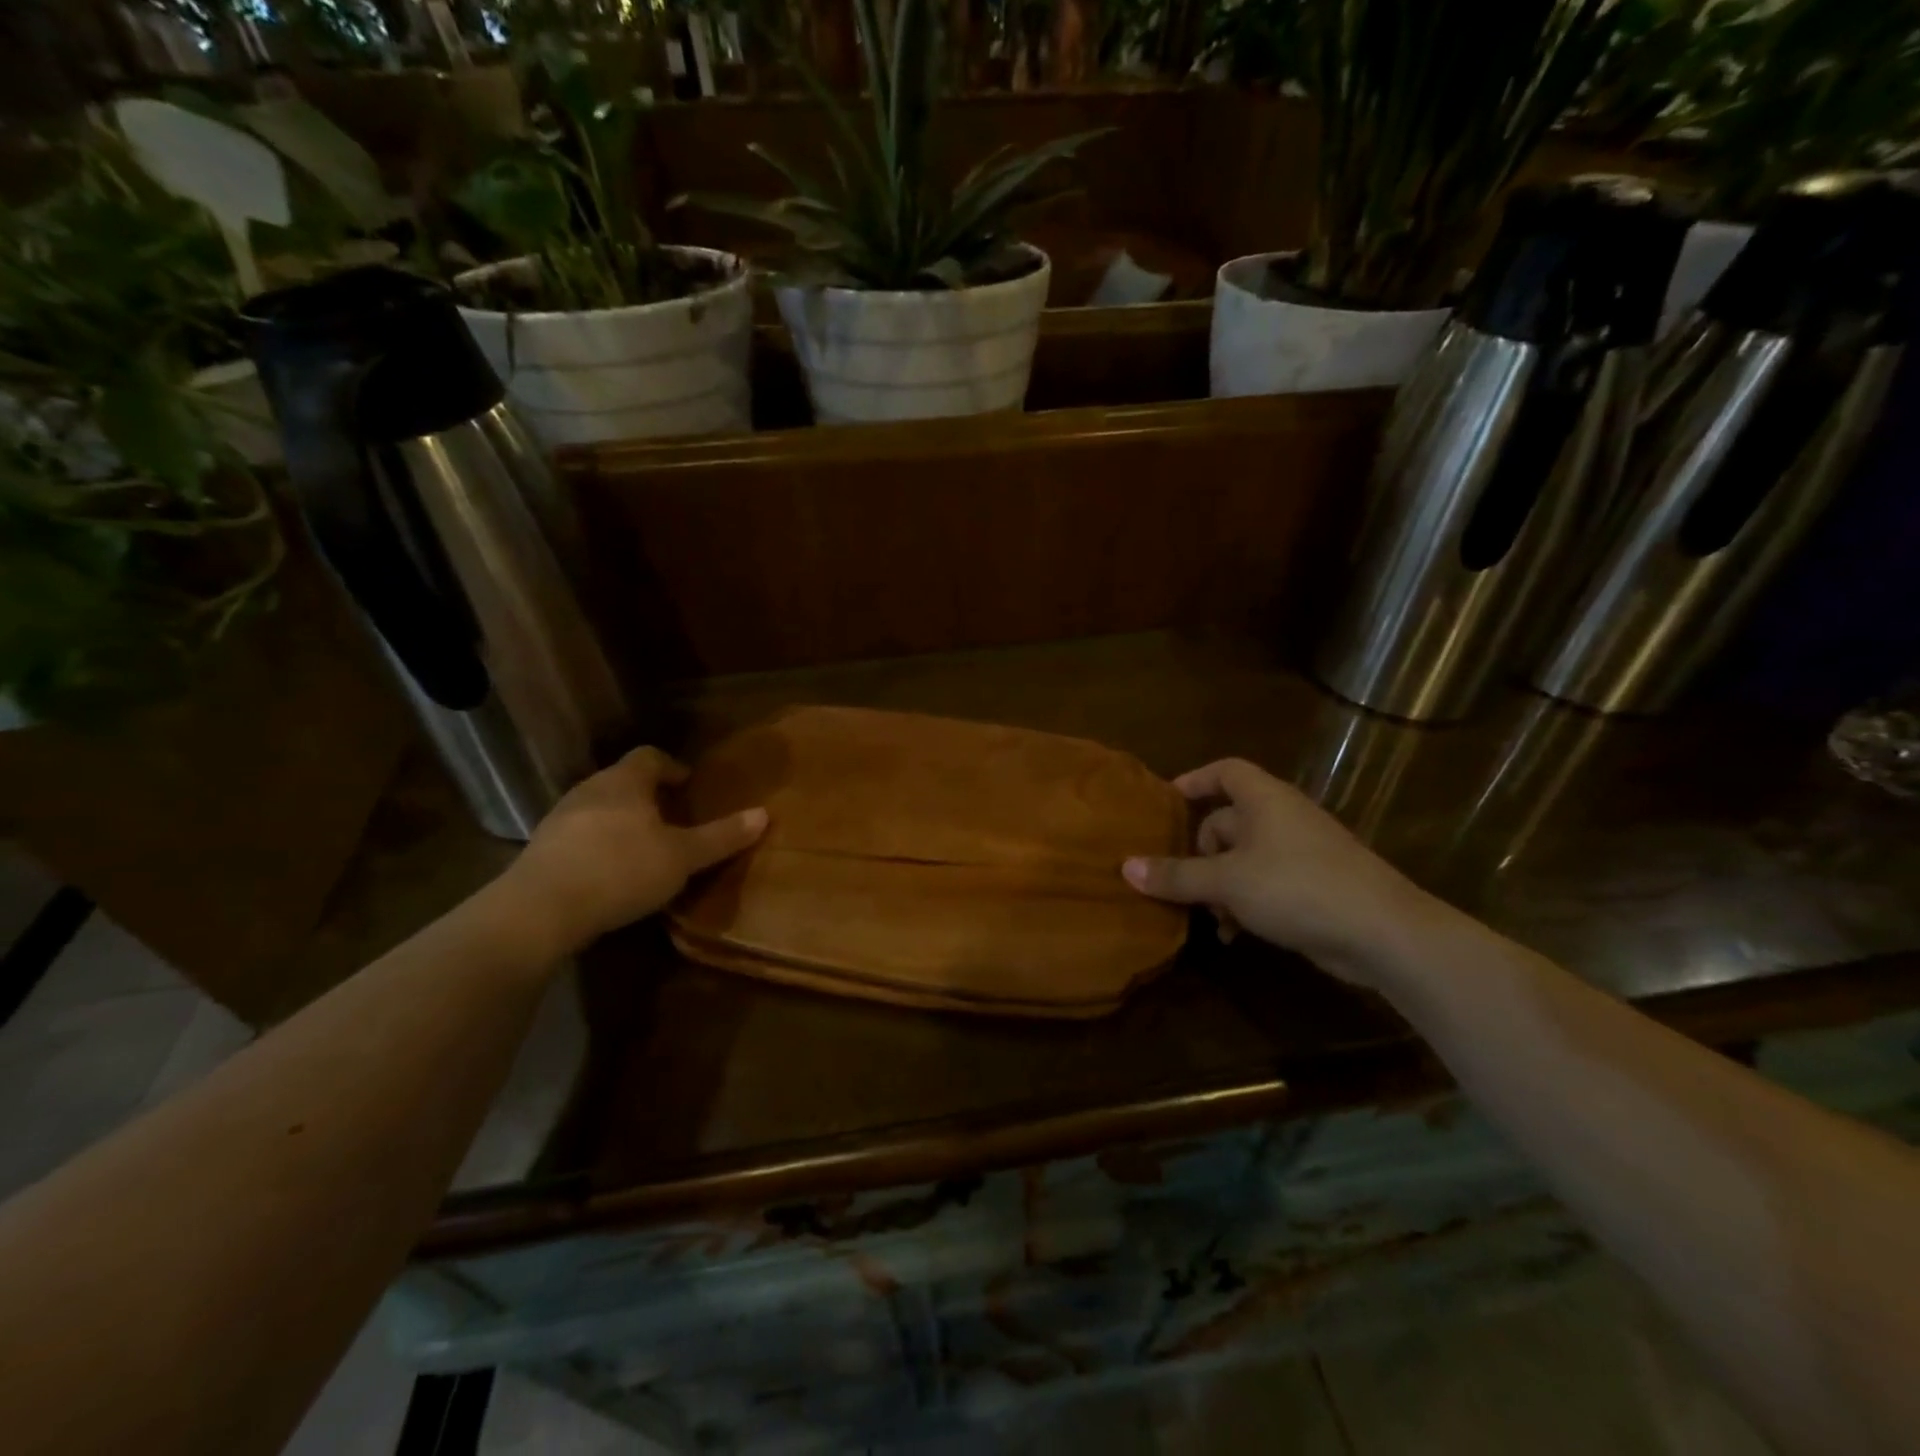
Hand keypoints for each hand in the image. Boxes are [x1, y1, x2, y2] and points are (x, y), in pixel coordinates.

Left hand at [507, 747, 765, 954]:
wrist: (540, 910)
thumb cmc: (621, 869)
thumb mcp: (682, 857)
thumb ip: (722, 836)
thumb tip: (764, 814)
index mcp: (625, 782)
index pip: (650, 756)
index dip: (672, 767)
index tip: (688, 785)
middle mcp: (590, 789)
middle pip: (623, 781)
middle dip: (648, 796)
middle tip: (673, 818)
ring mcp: (559, 819)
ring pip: (599, 808)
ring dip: (622, 821)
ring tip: (643, 848)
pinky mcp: (541, 850)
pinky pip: (579, 836)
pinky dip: (598, 845)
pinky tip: (609, 873)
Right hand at [1122, 758, 1438, 989]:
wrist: (1383, 932)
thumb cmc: (1297, 887)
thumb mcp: (1227, 881)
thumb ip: (1177, 875)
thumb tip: (1126, 867)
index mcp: (1264, 800)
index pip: (1225, 771)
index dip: (1195, 780)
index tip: (1166, 801)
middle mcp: (1282, 818)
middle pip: (1228, 820)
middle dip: (1200, 852)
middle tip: (1180, 881)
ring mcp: (1301, 853)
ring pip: (1243, 858)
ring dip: (1219, 885)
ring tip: (1207, 917)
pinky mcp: (1313, 886)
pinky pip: (1264, 883)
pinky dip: (1244, 902)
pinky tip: (1234, 934)